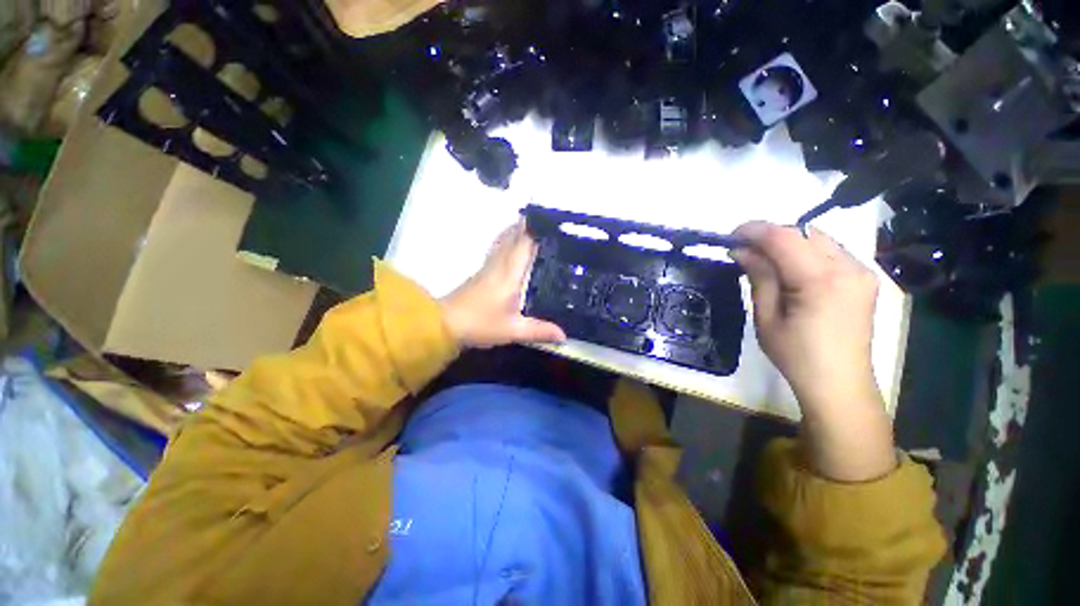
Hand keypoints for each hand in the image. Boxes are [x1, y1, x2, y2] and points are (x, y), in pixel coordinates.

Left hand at [440, 221, 566, 348]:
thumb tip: (564, 336)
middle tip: (546, 220)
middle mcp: (499, 264)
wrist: (444, 324)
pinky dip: (507, 242)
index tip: (551, 220)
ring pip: (503, 241)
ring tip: (531, 225)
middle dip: (527, 225)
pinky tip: (511, 246)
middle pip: (513, 237)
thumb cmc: (480, 323)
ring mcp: (488, 267)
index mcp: (509, 273)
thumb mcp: (513, 330)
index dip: (537, 230)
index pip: (524, 243)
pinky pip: (497, 250)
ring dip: (516, 231)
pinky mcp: (481, 273)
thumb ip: (539, 331)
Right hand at [731, 221, 895, 480]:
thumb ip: (759, 277)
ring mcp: (861, 271)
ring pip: (818, 238)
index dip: (755, 230)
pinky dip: (805, 251)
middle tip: (744, 249)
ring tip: (764, 258)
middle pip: (804, 232)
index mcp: (822, 280)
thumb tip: (742, 251)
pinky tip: (790, 268)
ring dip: (788, 241)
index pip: (785, 237)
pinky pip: (830, 250)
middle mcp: (849, 267)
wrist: (839, 383)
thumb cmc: (795, 355)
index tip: (731, 235)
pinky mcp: (864, 278)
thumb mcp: (766, 317)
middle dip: (770, 234)